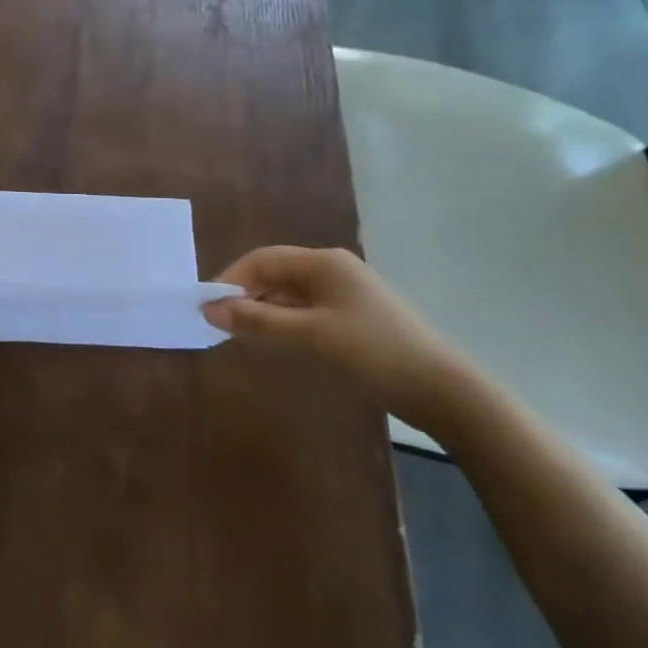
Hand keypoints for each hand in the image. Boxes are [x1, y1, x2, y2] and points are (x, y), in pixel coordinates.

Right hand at [203, 246, 471, 429]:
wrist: (440, 388)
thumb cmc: (371, 351)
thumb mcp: (309, 335)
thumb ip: (258, 321)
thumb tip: (209, 309)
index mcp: (323, 262)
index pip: (263, 259)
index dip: (231, 280)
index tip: (208, 306)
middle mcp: (333, 269)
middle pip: (276, 274)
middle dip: (245, 296)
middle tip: (220, 324)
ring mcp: (346, 293)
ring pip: (290, 294)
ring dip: (264, 311)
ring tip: (241, 335)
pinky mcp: (354, 316)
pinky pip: (307, 310)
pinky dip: (285, 322)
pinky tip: (275, 341)